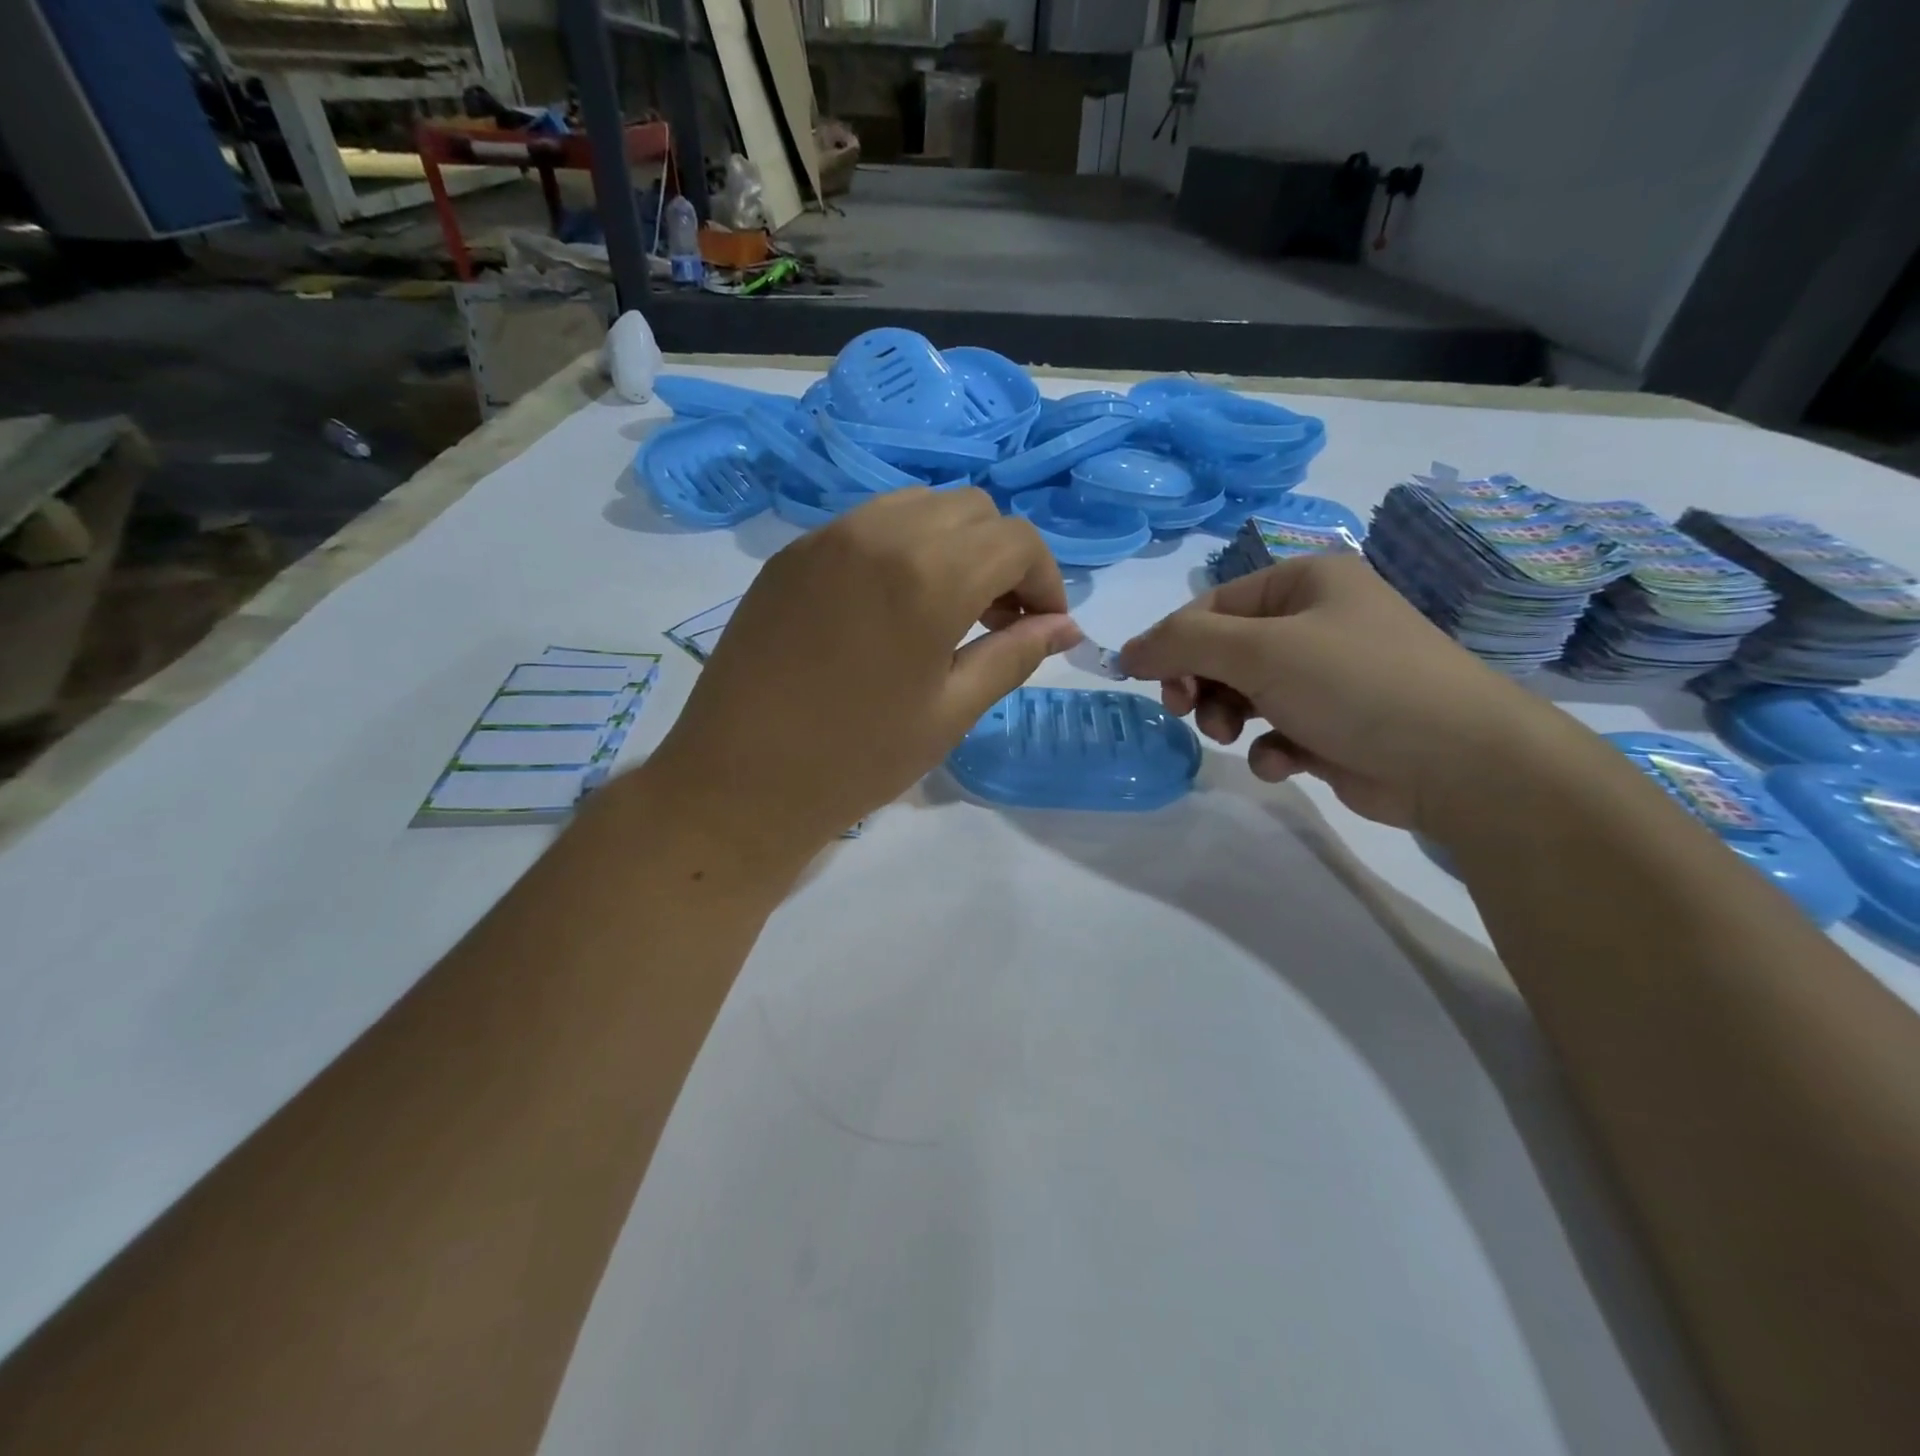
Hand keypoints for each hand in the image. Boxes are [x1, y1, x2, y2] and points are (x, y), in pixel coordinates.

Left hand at [648, 488, 1081, 861]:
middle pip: (972, 510)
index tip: (1044, 625)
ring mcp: (827, 536)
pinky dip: (902, 547)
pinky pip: (867, 524)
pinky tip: (892, 605)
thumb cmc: (857, 759)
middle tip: (1000, 619)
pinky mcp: (792, 553)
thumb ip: (1015, 656)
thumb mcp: (951, 712)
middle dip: (1002, 556)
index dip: (1046, 578)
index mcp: (928, 576)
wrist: (739, 782)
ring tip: (949, 608)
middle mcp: (879, 534)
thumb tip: (1065, 627)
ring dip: (953, 544)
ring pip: (918, 506)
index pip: (1015, 540)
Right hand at [1117, 552, 1570, 831]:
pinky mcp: (1334, 725)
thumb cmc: (1355, 684)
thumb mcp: (1260, 651)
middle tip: (1186, 711)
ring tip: (1235, 737)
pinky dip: (1269, 748)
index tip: (1144, 682)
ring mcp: (1327, 676)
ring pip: (1244, 693)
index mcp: (1305, 583)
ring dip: (1228, 717)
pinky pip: (1276, 730)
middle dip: (1201, 684)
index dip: (1172, 643)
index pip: (1212, 605)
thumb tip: (1125, 652)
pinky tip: (1283, 763)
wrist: (1458, 761)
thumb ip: (1183, 643)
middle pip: (1224, 650)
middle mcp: (1316, 622)